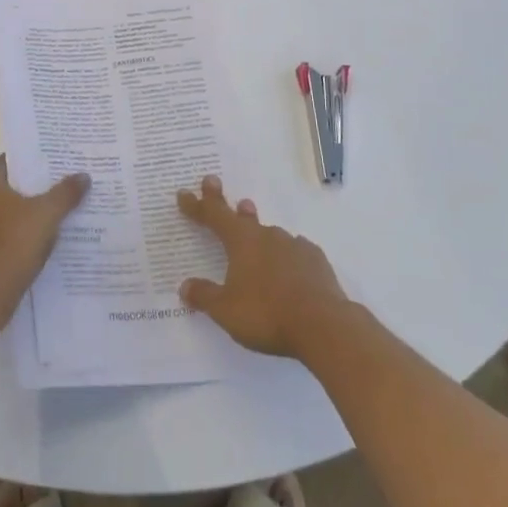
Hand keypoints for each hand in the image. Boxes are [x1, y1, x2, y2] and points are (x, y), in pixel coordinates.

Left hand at [0, 156, 89, 288]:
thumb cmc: (15, 240)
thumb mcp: (48, 213)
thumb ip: (65, 193)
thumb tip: (83, 176)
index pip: (7, 163)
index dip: (29, 165)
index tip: (50, 169)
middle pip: (0, 191)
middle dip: (23, 194)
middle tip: (50, 195)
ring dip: (12, 222)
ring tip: (40, 226)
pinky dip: (3, 247)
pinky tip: (23, 254)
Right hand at [175, 176, 349, 357]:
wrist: (323, 324)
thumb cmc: (267, 315)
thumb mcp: (226, 311)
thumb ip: (205, 296)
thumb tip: (184, 285)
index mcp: (241, 242)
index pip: (213, 216)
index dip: (197, 205)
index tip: (184, 192)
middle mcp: (266, 235)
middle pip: (241, 216)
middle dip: (224, 202)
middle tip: (213, 182)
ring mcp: (293, 245)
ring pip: (269, 232)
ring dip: (256, 228)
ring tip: (253, 227)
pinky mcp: (315, 260)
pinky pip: (294, 250)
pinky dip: (285, 253)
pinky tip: (288, 264)